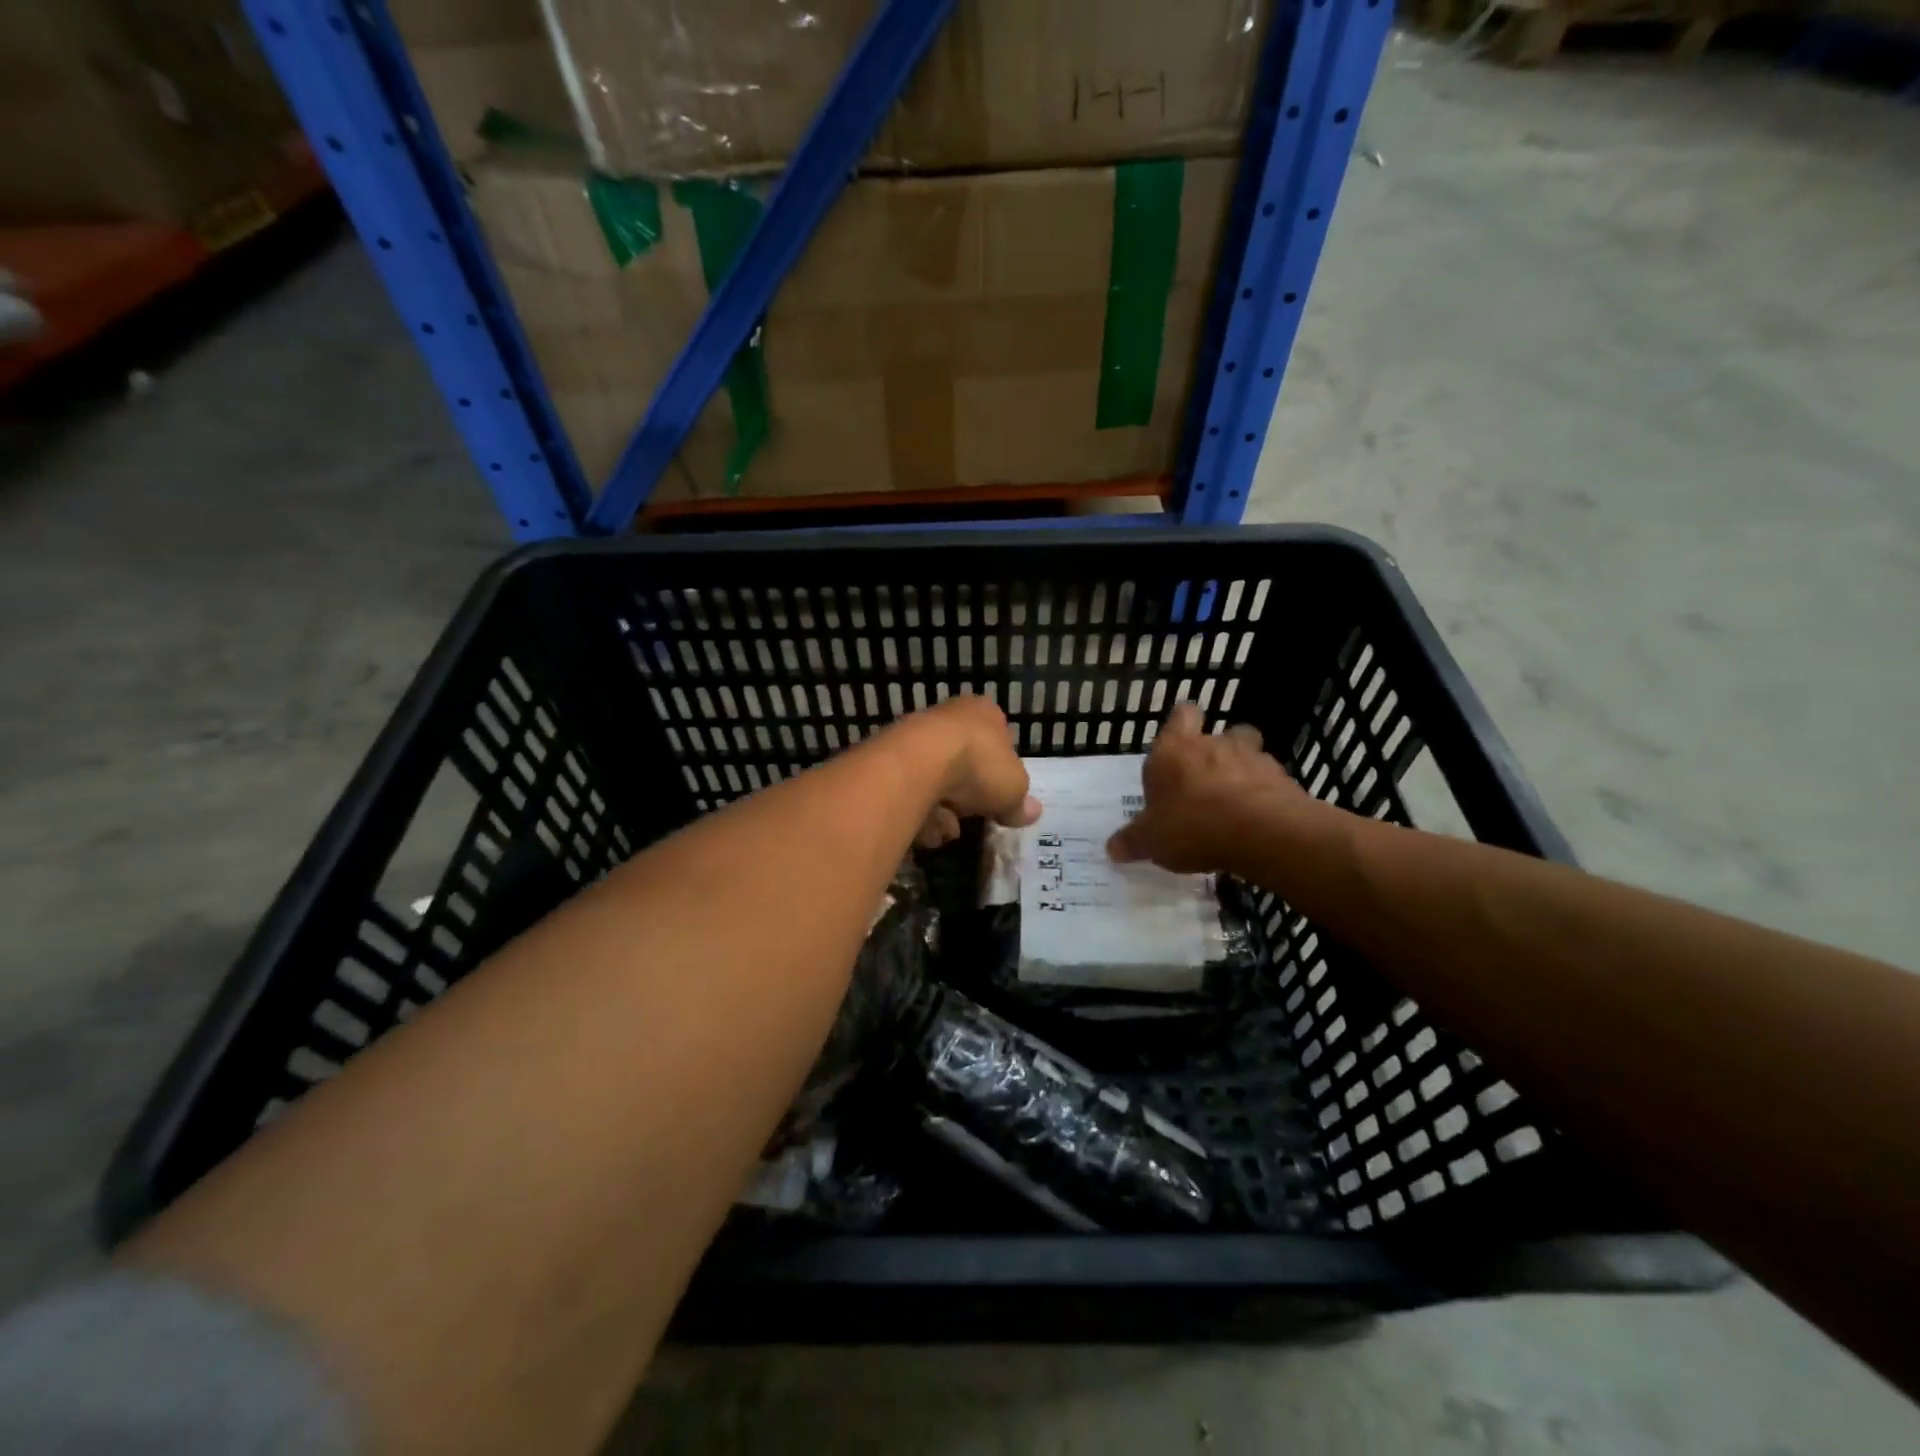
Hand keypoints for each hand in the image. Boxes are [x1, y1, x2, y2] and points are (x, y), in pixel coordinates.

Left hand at [893, 696, 1040, 848]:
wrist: (918, 762)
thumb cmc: (978, 765)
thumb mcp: (1014, 788)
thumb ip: (1020, 802)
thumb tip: (1030, 812)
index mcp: (984, 712)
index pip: (998, 737)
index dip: (1001, 770)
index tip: (1000, 795)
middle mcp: (948, 716)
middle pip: (964, 762)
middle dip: (967, 795)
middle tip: (972, 814)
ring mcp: (916, 735)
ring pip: (935, 780)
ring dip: (942, 809)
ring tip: (946, 828)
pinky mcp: (890, 759)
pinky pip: (911, 792)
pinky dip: (919, 812)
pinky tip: (924, 828)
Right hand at [1107, 703, 1304, 872]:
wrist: (1261, 832)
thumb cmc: (1192, 826)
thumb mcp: (1152, 841)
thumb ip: (1133, 841)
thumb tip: (1112, 849)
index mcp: (1173, 750)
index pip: (1181, 716)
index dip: (1181, 725)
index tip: (1179, 743)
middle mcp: (1212, 744)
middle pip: (1219, 733)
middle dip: (1215, 751)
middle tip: (1205, 778)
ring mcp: (1251, 758)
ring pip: (1249, 752)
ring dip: (1243, 769)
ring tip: (1235, 799)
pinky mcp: (1282, 779)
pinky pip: (1271, 781)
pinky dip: (1264, 793)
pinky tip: (1257, 818)